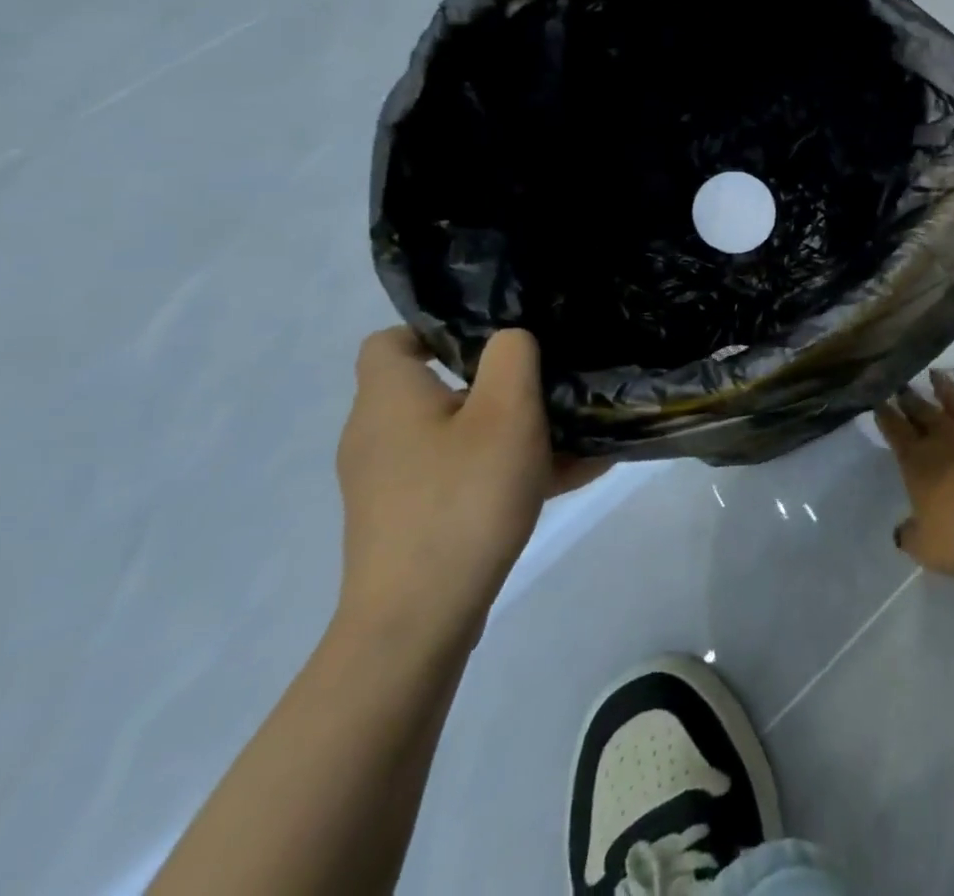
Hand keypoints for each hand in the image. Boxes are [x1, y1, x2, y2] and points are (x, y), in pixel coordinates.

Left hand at [334, 327, 603, 646]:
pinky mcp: (408, 523)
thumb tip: (509, 339)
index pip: (393, 340)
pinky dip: (504, 473)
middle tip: (547, 388)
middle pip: (437, 389)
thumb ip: (512, 356)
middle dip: (496, 385)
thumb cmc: (462, 499)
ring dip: (511, 433)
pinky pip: (463, 479)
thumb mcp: (506, 411)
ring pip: (459, 438)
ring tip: (574, 437)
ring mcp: (392, 485)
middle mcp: (378, 436)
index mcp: (389, 399)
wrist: (418, 623)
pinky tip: (567, 479)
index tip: (496, 342)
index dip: (439, 330)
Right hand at [877, 370, 953, 576]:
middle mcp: (944, 437)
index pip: (895, 432)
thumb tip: (901, 532)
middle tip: (901, 385)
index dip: (885, 416)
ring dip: (945, 388)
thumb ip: (911, 536)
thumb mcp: (927, 547)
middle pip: (922, 411)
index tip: (878, 401)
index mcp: (917, 461)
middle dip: (909, 398)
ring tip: (936, 374)